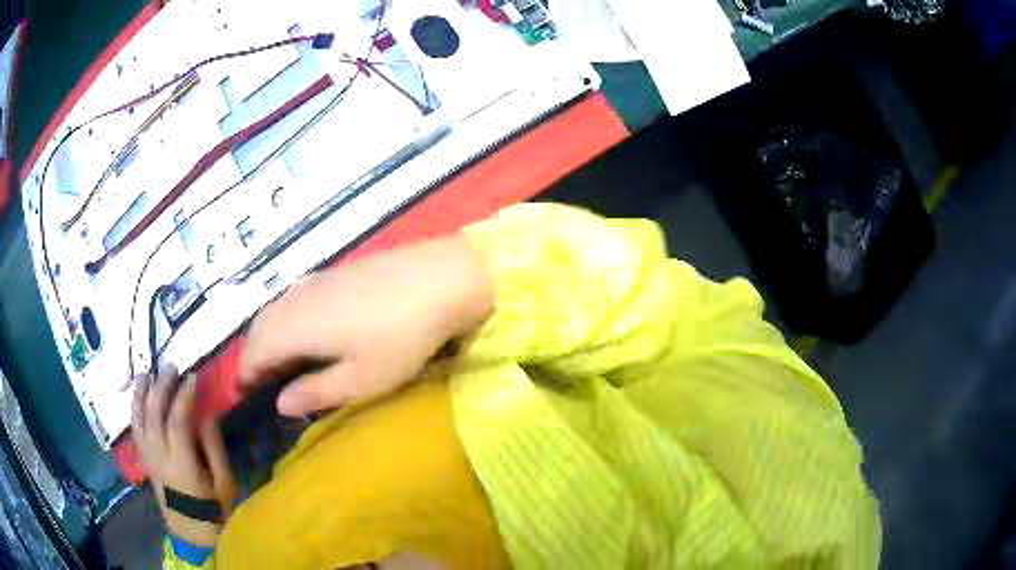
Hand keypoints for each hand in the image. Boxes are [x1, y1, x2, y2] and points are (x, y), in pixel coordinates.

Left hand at [132, 368, 236, 546]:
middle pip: (154, 414)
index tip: (193, 377)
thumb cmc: (213, 508)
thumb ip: (214, 448)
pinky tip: (138, 394)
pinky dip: (134, 407)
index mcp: (182, 465)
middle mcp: (160, 457)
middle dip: (161, 387)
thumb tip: (207, 413)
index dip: (183, 396)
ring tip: (148, 372)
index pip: (177, 422)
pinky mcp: (144, 458)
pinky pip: (135, 428)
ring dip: (142, 393)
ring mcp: (149, 457)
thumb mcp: (224, 483)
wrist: (191, 530)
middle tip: (171, 367)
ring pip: (139, 418)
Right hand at [239, 235, 493, 416]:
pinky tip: (306, 329)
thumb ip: (315, 392)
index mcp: (293, 327)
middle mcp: (295, 299)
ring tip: (281, 360)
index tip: (244, 394)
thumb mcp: (360, 380)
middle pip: (259, 327)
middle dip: (254, 355)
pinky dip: (288, 318)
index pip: (254, 352)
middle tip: (261, 381)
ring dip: (270, 335)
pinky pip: (295, 297)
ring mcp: (316, 280)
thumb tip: (281, 403)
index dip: (245, 374)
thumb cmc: (399, 338)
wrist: (439, 278)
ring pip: (276, 309)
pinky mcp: (335, 272)